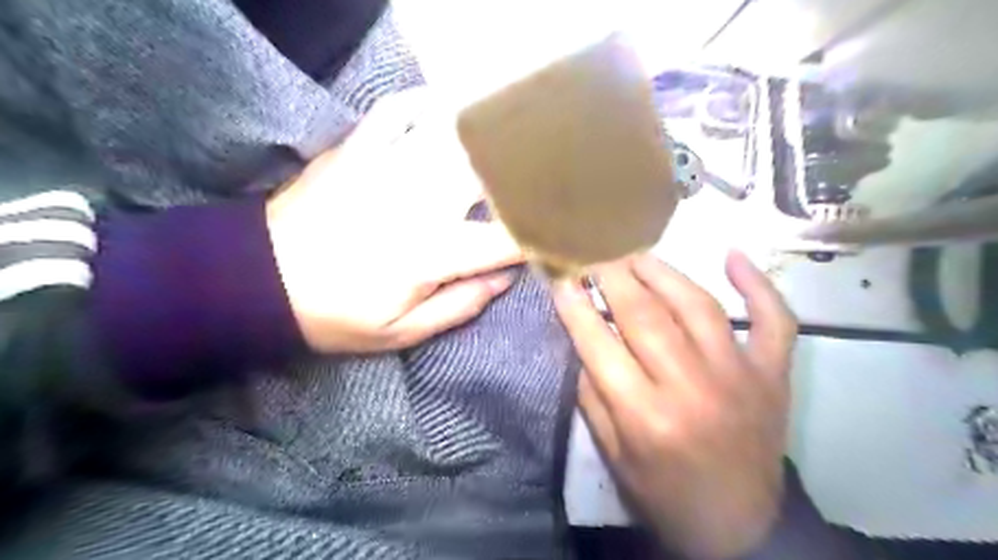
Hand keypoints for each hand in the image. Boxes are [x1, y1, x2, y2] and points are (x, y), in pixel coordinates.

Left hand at [269, 90, 525, 354]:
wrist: (256, 279)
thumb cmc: (333, 313)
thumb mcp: (400, 331)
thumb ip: (459, 305)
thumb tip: (505, 279)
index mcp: (431, 252)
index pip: (505, 240)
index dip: (537, 237)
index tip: (552, 237)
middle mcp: (419, 201)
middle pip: (489, 175)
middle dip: (522, 177)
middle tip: (539, 182)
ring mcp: (387, 166)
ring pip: (453, 136)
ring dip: (485, 138)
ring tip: (505, 144)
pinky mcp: (357, 149)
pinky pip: (397, 109)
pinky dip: (425, 103)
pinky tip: (444, 109)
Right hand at [550, 254, 799, 559]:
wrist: (740, 526)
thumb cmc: (664, 493)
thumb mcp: (612, 456)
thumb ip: (594, 396)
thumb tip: (584, 339)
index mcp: (646, 416)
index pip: (599, 344)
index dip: (575, 306)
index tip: (560, 278)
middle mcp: (692, 387)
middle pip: (645, 315)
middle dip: (612, 277)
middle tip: (594, 254)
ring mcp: (740, 375)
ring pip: (698, 305)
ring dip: (662, 272)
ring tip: (636, 254)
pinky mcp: (772, 374)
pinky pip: (774, 319)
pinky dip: (758, 284)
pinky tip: (735, 255)